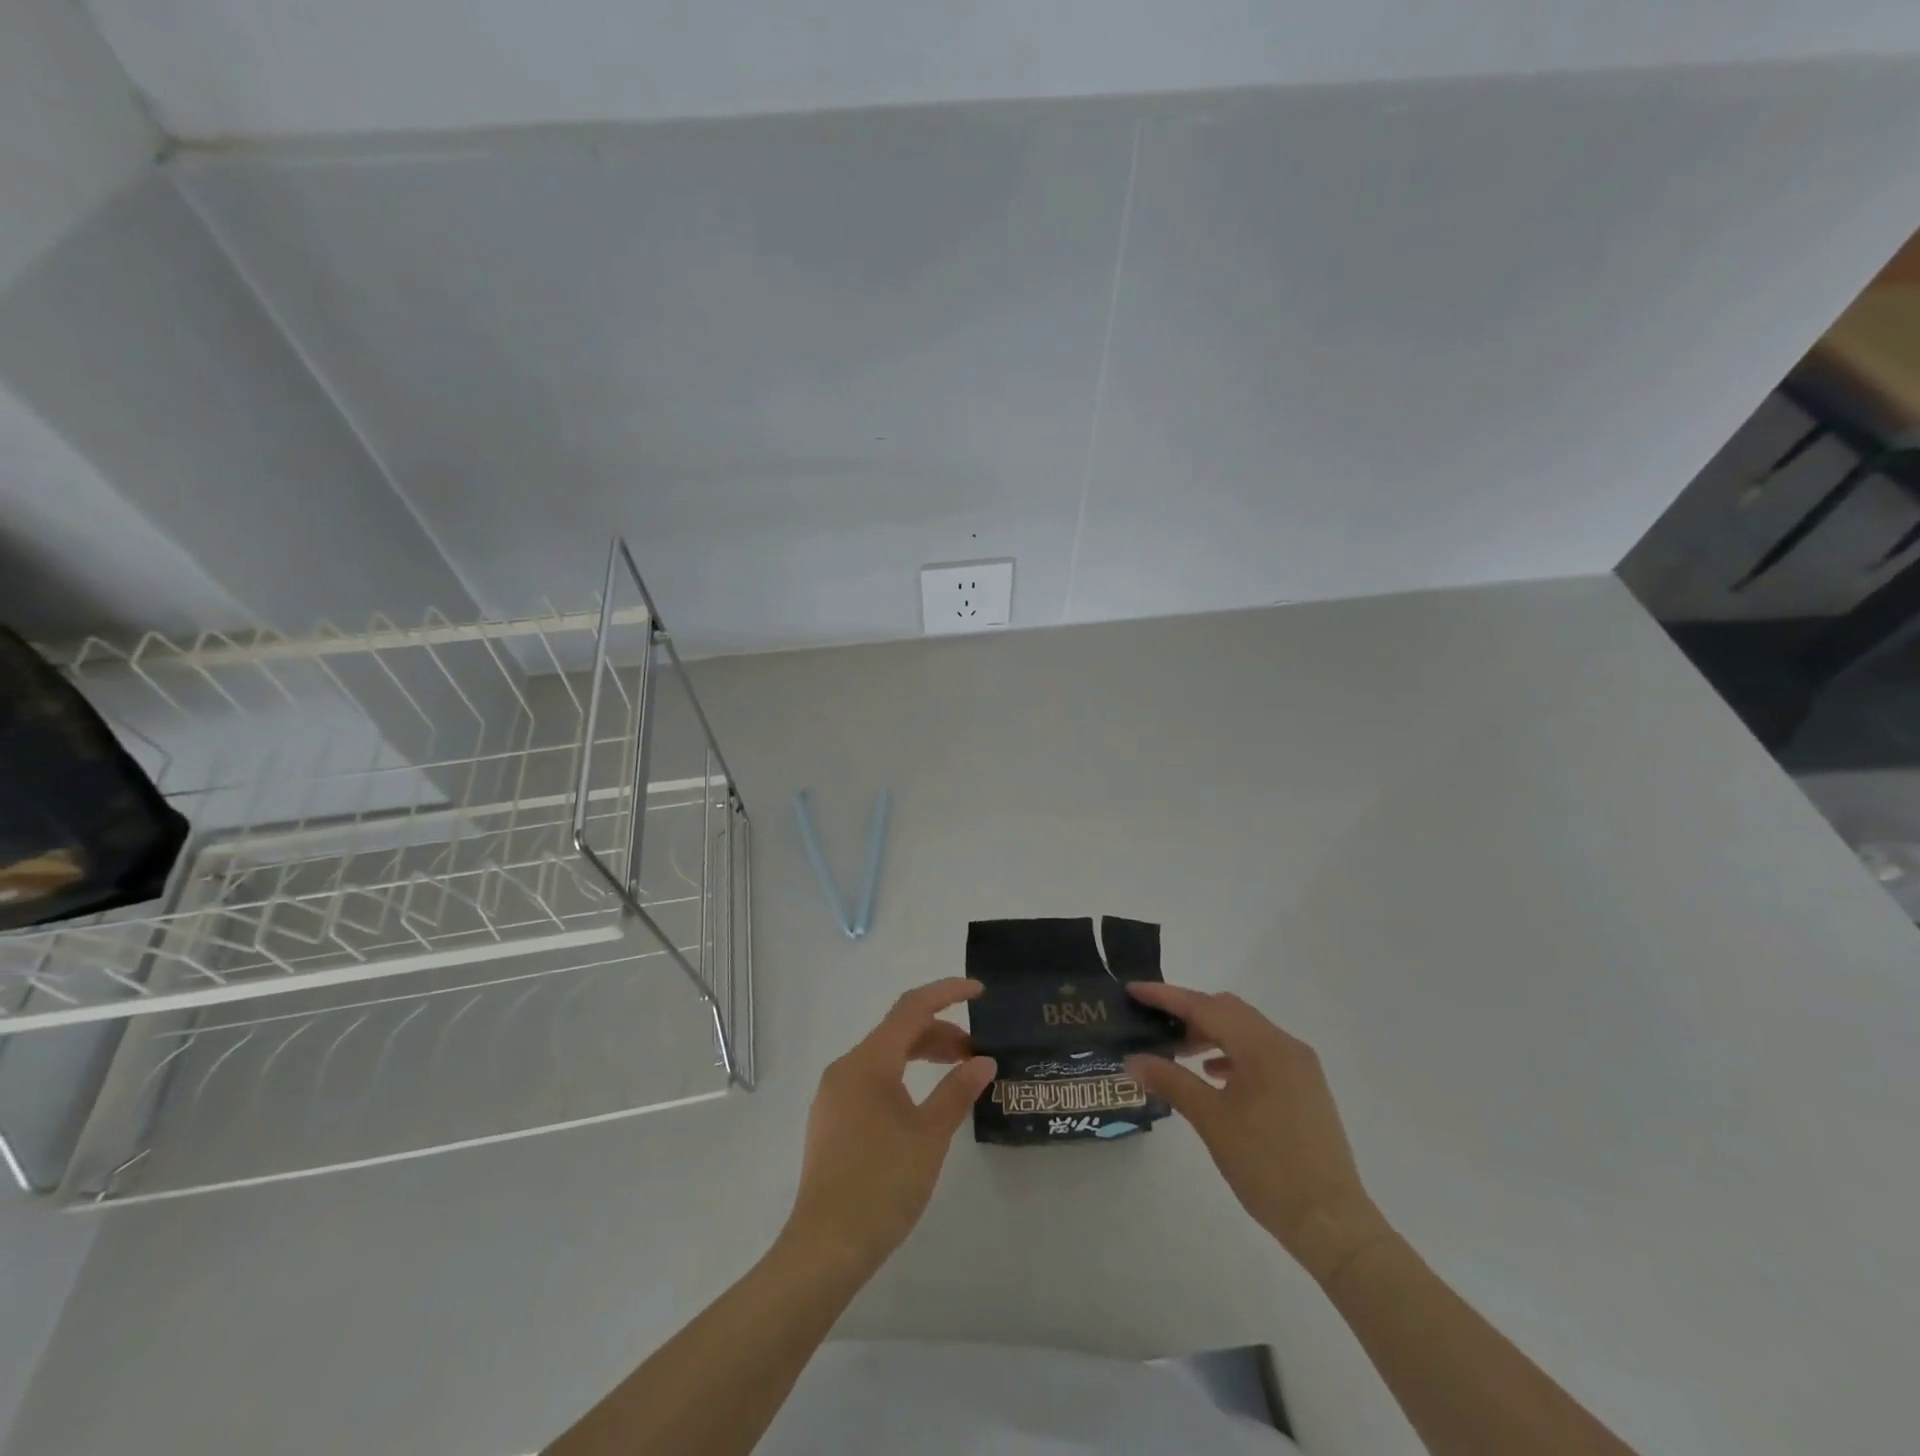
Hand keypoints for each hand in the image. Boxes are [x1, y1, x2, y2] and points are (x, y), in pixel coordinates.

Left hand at [780, 978, 996, 1277]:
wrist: (826, 1247)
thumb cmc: (882, 1183)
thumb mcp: (930, 1135)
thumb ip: (957, 1091)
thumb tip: (983, 1062)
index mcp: (868, 1061)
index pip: (911, 1008)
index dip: (946, 993)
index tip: (979, 992)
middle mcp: (846, 1067)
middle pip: (898, 1032)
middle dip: (939, 1033)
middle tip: (976, 1053)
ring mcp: (835, 1094)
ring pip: (885, 1057)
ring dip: (922, 1056)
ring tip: (957, 1075)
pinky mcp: (832, 1119)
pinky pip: (872, 1080)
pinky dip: (903, 1078)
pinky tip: (923, 1102)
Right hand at [1126, 983, 1392, 1286]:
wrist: (1331, 1222)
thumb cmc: (1267, 1165)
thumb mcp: (1211, 1120)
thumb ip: (1170, 1081)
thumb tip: (1132, 1059)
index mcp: (1263, 1045)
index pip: (1205, 1006)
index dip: (1166, 996)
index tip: (1133, 990)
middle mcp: (1284, 1044)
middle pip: (1227, 1010)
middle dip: (1188, 1012)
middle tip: (1152, 1023)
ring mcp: (1298, 1066)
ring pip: (1244, 1031)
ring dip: (1209, 1033)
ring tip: (1177, 1052)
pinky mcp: (1304, 1087)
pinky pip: (1260, 1053)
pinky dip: (1232, 1054)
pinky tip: (1213, 1076)